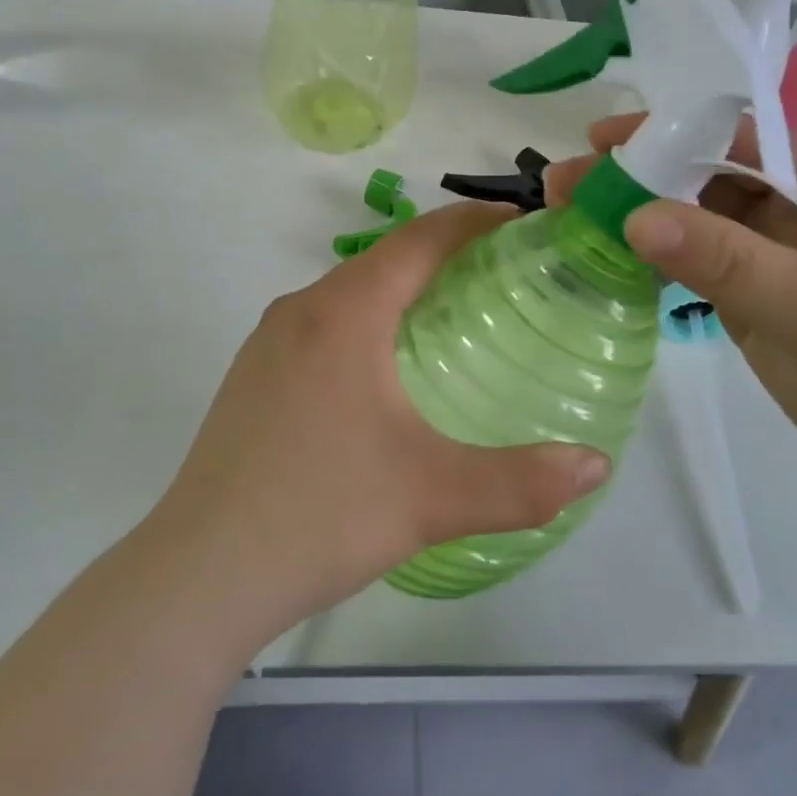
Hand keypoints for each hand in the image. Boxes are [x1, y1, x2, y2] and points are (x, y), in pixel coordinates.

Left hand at [147, 203, 611, 634]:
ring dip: (400, 290)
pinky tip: (383, 372)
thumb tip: (596, 465)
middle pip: (383, 260)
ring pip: (348, 293)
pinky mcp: (251, 377)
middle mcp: (301, 310)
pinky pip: (321, 325)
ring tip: (452, 317)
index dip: (473, 223)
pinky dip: (365, 322)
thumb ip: (523, 482)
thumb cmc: (321, 514)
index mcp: (344, 313)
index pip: (419, 240)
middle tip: (502, 276)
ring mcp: (267, 343)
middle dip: (443, 255)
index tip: (521, 222)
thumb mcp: (433, 498)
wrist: (200, 573)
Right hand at [548, 114, 796, 510]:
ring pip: (695, 225)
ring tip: (572, 217)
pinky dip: (654, 263)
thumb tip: (633, 214)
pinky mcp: (756, 306)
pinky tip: (608, 259)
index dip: (673, 130)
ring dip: (639, 218)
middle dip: (640, 175)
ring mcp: (774, 263)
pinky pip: (695, 270)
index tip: (604, 138)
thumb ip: (721, 256)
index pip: (742, 136)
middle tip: (567, 183)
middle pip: (707, 178)